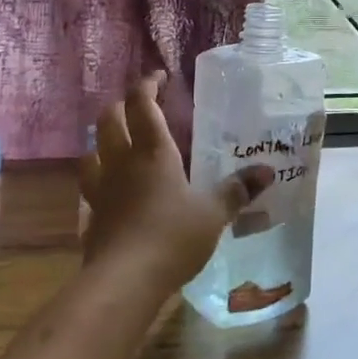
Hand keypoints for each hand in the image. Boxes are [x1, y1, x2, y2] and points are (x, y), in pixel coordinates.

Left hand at [78, 74, 273, 289]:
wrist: (125, 281)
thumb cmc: (172, 236)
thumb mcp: (213, 213)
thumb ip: (237, 190)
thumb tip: (267, 171)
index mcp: (152, 151)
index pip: (141, 103)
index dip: (147, 84)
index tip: (159, 77)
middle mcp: (122, 162)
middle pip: (109, 119)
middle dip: (122, 105)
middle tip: (139, 106)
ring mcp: (101, 189)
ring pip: (92, 150)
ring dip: (103, 140)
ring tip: (118, 143)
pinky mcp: (91, 216)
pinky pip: (90, 185)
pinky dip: (98, 177)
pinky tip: (110, 189)